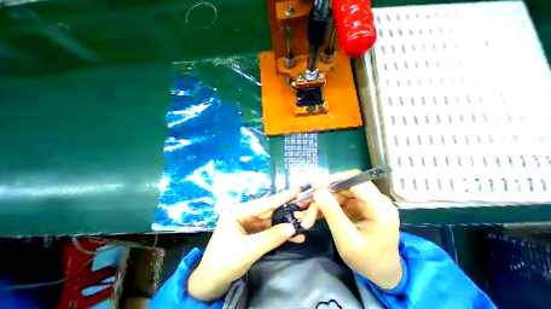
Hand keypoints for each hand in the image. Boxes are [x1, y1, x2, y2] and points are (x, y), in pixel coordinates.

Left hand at [189, 189, 307, 300]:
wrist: (211, 282)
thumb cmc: (224, 263)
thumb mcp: (248, 250)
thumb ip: (271, 237)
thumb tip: (292, 227)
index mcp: (237, 210)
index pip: (264, 203)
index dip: (282, 197)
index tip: (298, 189)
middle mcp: (244, 212)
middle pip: (269, 210)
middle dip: (288, 210)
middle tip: (305, 206)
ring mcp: (248, 221)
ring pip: (271, 220)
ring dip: (287, 223)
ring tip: (305, 222)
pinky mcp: (252, 231)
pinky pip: (269, 229)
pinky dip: (280, 233)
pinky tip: (295, 236)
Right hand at [312, 176, 403, 289]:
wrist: (380, 272)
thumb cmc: (367, 261)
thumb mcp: (347, 240)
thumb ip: (332, 213)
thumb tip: (317, 191)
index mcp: (379, 207)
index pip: (355, 180)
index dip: (333, 179)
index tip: (314, 186)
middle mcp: (373, 199)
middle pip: (342, 185)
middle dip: (322, 193)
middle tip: (305, 202)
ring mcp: (363, 201)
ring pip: (336, 192)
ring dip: (320, 202)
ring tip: (307, 217)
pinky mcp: (356, 205)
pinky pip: (336, 199)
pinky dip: (324, 206)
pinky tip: (313, 216)